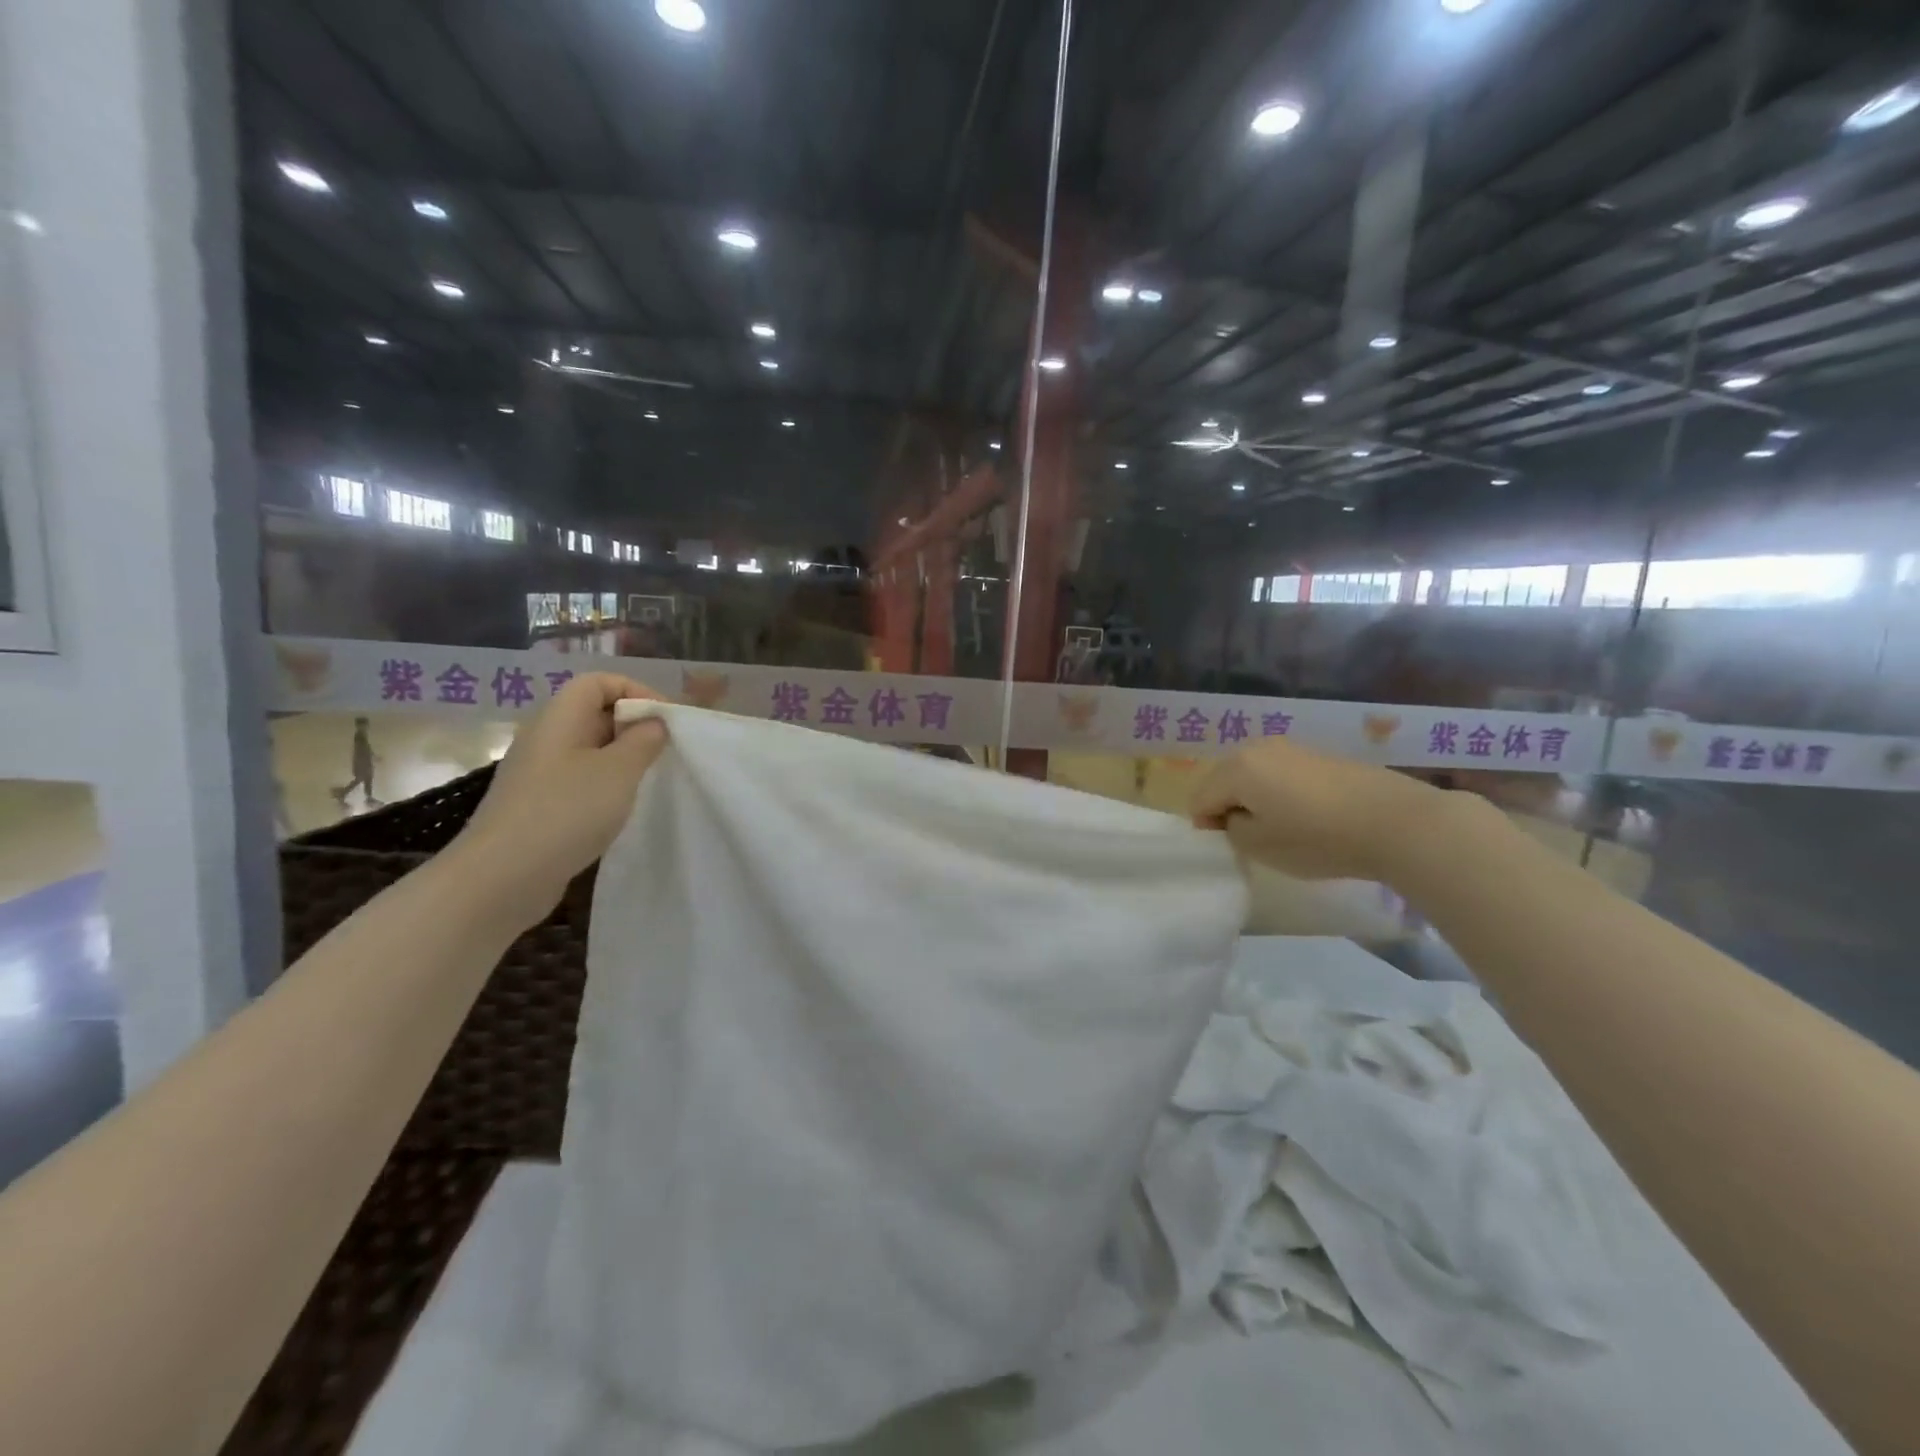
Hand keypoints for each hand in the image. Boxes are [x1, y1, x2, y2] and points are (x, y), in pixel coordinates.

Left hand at [452, 673, 669, 927]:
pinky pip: (579, 780)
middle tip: (666, 751)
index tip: (667, 721)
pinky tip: (621, 810)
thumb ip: (643, 741)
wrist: (501, 877)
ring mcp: (538, 773)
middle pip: (594, 713)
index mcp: (560, 718)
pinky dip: (606, 786)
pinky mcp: (538, 805)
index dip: (637, 691)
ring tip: (649, 781)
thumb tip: (653, 723)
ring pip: (589, 749)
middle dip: (634, 726)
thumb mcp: (619, 771)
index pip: (599, 682)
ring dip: (623, 759)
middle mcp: (545, 738)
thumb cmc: (566, 812)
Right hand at [1191, 735, 1450, 882]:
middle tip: (1253, 840)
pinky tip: (1308, 816)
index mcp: (1236, 768)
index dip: (1208, 828)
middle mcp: (1257, 748)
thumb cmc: (1317, 837)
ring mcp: (1291, 748)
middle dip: (1229, 808)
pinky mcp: (1319, 755)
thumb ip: (1231, 830)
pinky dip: (1282, 794)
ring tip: (1283, 829)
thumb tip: (1234, 817)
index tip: (1234, 849)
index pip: (1199, 800)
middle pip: (1223, 781)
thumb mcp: (1258, 846)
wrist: (1396, 822)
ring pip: (1253, 776)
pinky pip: (1281, 775)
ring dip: (1256, 800)